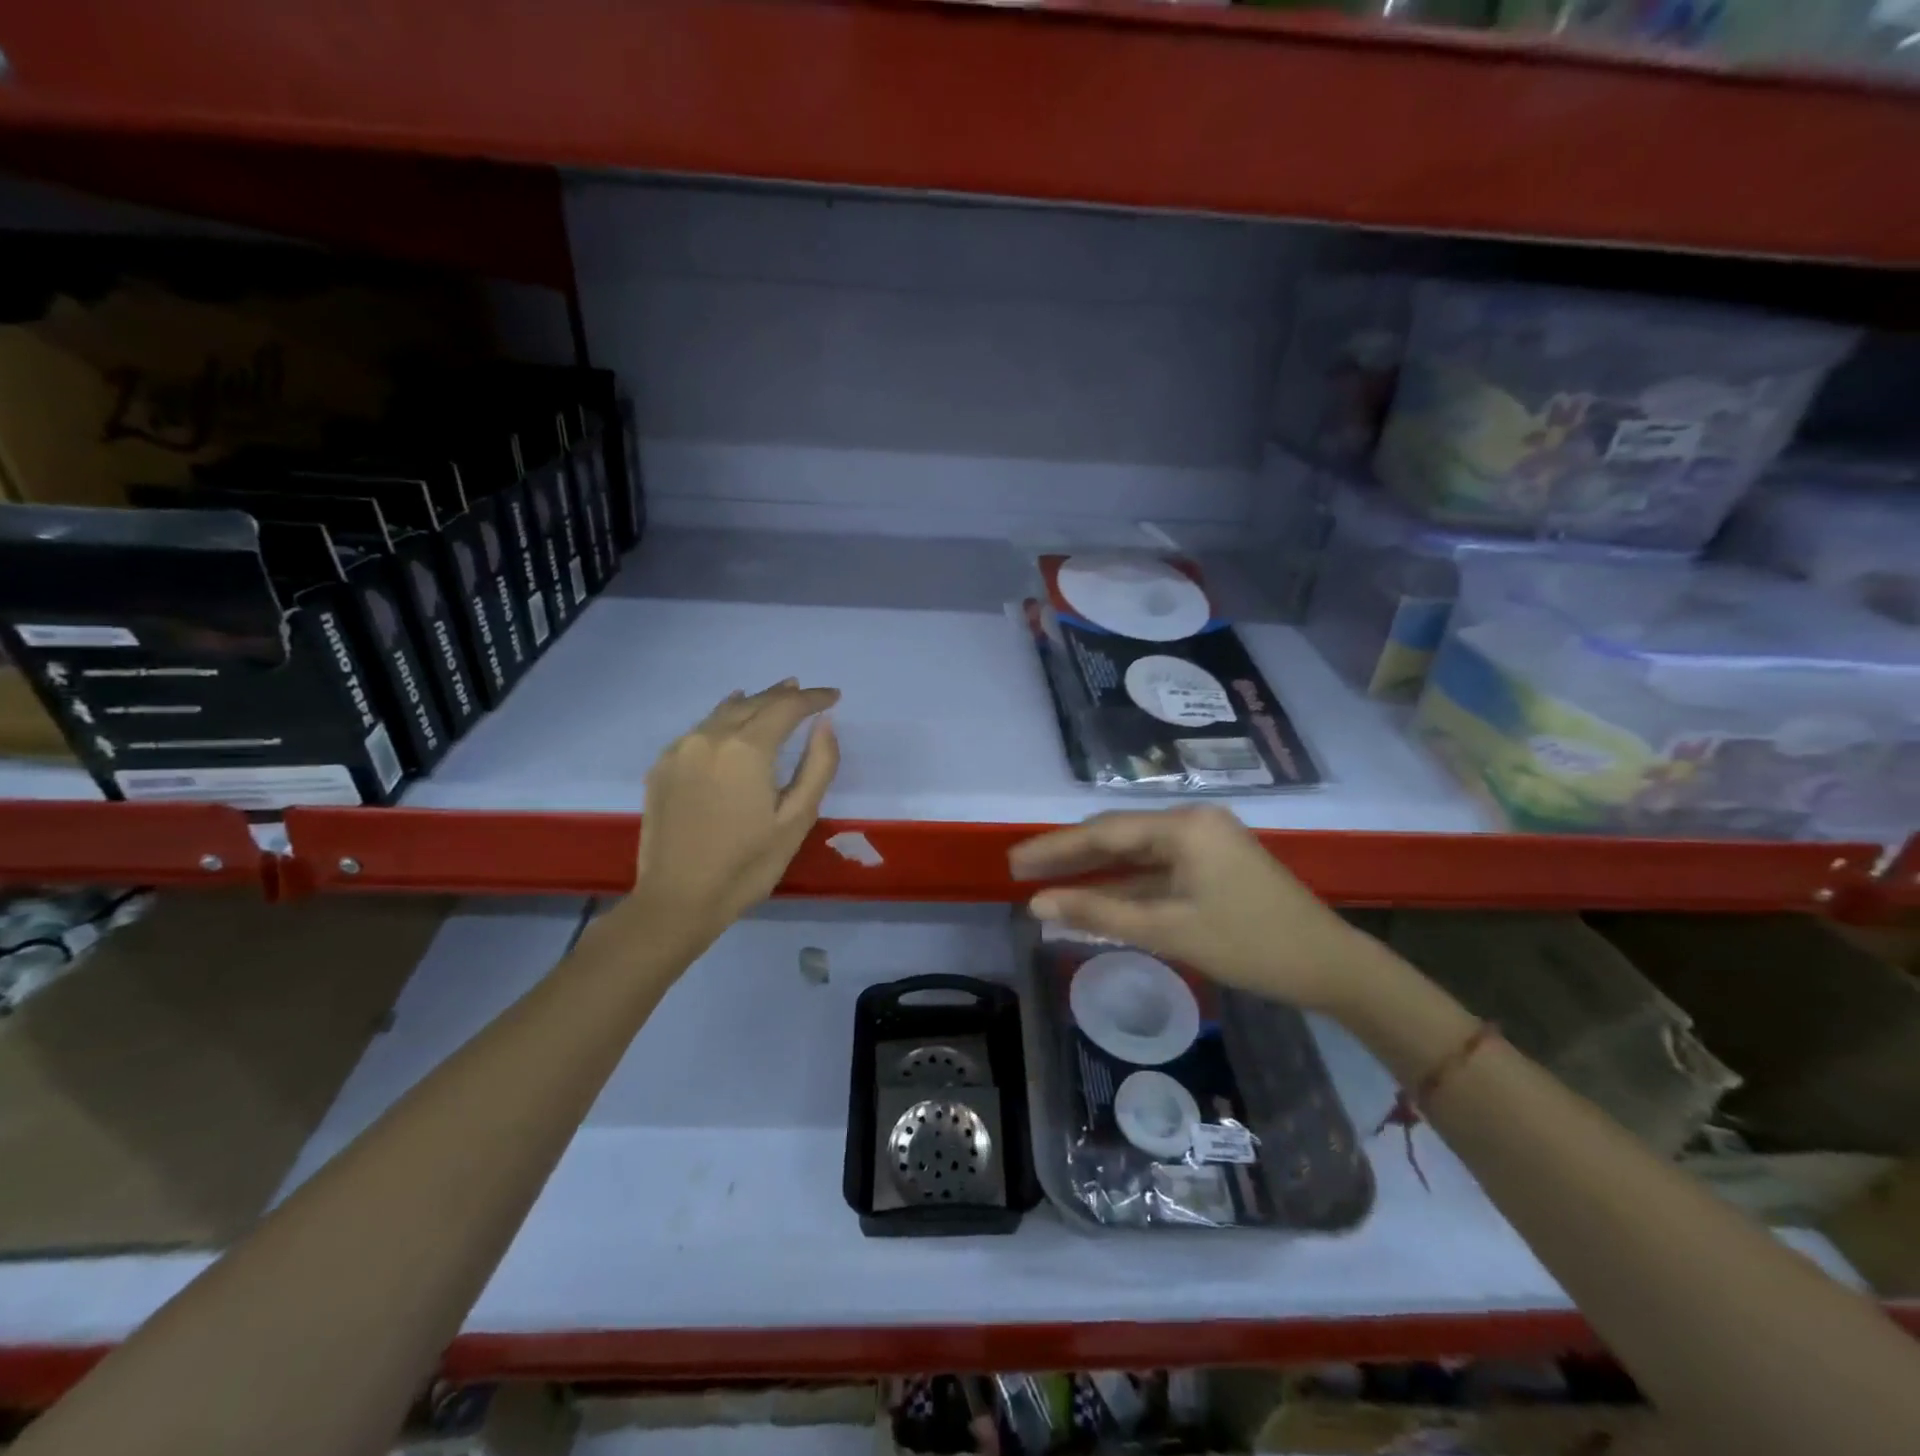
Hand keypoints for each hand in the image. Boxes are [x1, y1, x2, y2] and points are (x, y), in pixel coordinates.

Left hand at [629, 679, 839, 936]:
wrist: (678, 899)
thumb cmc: (747, 864)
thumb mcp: (797, 819)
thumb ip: (818, 766)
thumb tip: (824, 724)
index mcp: (747, 749)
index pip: (786, 707)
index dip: (813, 699)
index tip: (834, 696)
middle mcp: (710, 737)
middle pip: (753, 703)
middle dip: (783, 695)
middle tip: (806, 692)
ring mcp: (681, 749)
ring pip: (724, 712)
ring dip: (753, 702)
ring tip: (773, 696)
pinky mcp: (662, 766)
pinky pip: (700, 729)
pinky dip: (723, 719)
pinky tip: (730, 721)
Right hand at [1008, 806, 1375, 1013]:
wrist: (1331, 966)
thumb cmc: (1250, 945)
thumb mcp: (1169, 929)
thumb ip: (1100, 912)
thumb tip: (1039, 903)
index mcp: (1185, 826)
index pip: (1104, 832)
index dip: (1055, 848)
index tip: (1014, 861)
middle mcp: (1193, 822)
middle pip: (1118, 836)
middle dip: (1070, 855)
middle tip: (1020, 869)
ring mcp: (1205, 843)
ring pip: (1136, 854)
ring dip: (1096, 871)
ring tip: (1047, 882)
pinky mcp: (1213, 865)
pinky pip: (1157, 870)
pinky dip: (1126, 885)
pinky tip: (1095, 897)